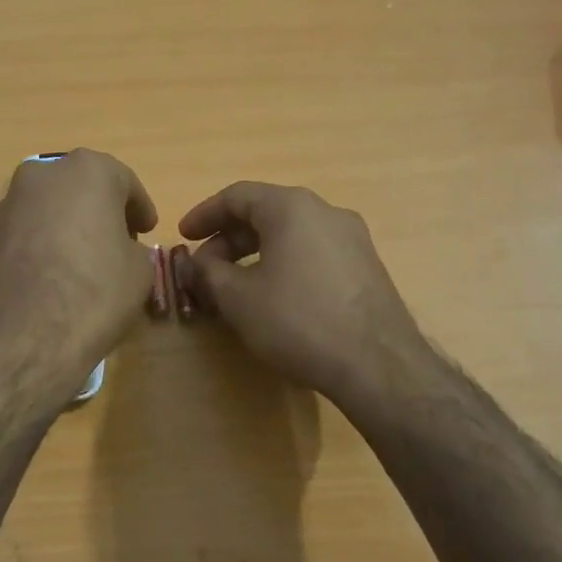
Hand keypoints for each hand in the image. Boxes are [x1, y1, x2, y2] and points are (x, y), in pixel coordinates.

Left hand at [0, 150, 157, 393]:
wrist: (26, 337)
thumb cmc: (96, 291)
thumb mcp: (140, 270)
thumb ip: (133, 247)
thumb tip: (120, 250)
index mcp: (88, 169)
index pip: (124, 181)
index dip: (139, 208)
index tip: (146, 230)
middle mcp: (43, 173)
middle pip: (81, 186)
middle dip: (99, 209)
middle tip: (117, 240)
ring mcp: (9, 201)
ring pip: (50, 205)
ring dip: (67, 223)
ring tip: (83, 258)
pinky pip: (27, 229)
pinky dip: (42, 241)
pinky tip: (53, 272)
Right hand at [179, 182, 430, 411]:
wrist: (378, 365)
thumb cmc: (298, 321)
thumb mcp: (238, 298)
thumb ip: (207, 273)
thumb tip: (194, 263)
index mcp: (292, 207)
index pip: (237, 196)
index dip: (203, 215)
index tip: (183, 238)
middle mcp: (325, 212)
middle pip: (265, 213)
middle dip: (228, 239)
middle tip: (204, 269)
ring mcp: (352, 239)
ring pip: (290, 234)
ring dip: (255, 254)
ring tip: (234, 286)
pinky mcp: (366, 267)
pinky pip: (313, 253)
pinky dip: (283, 264)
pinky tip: (273, 297)